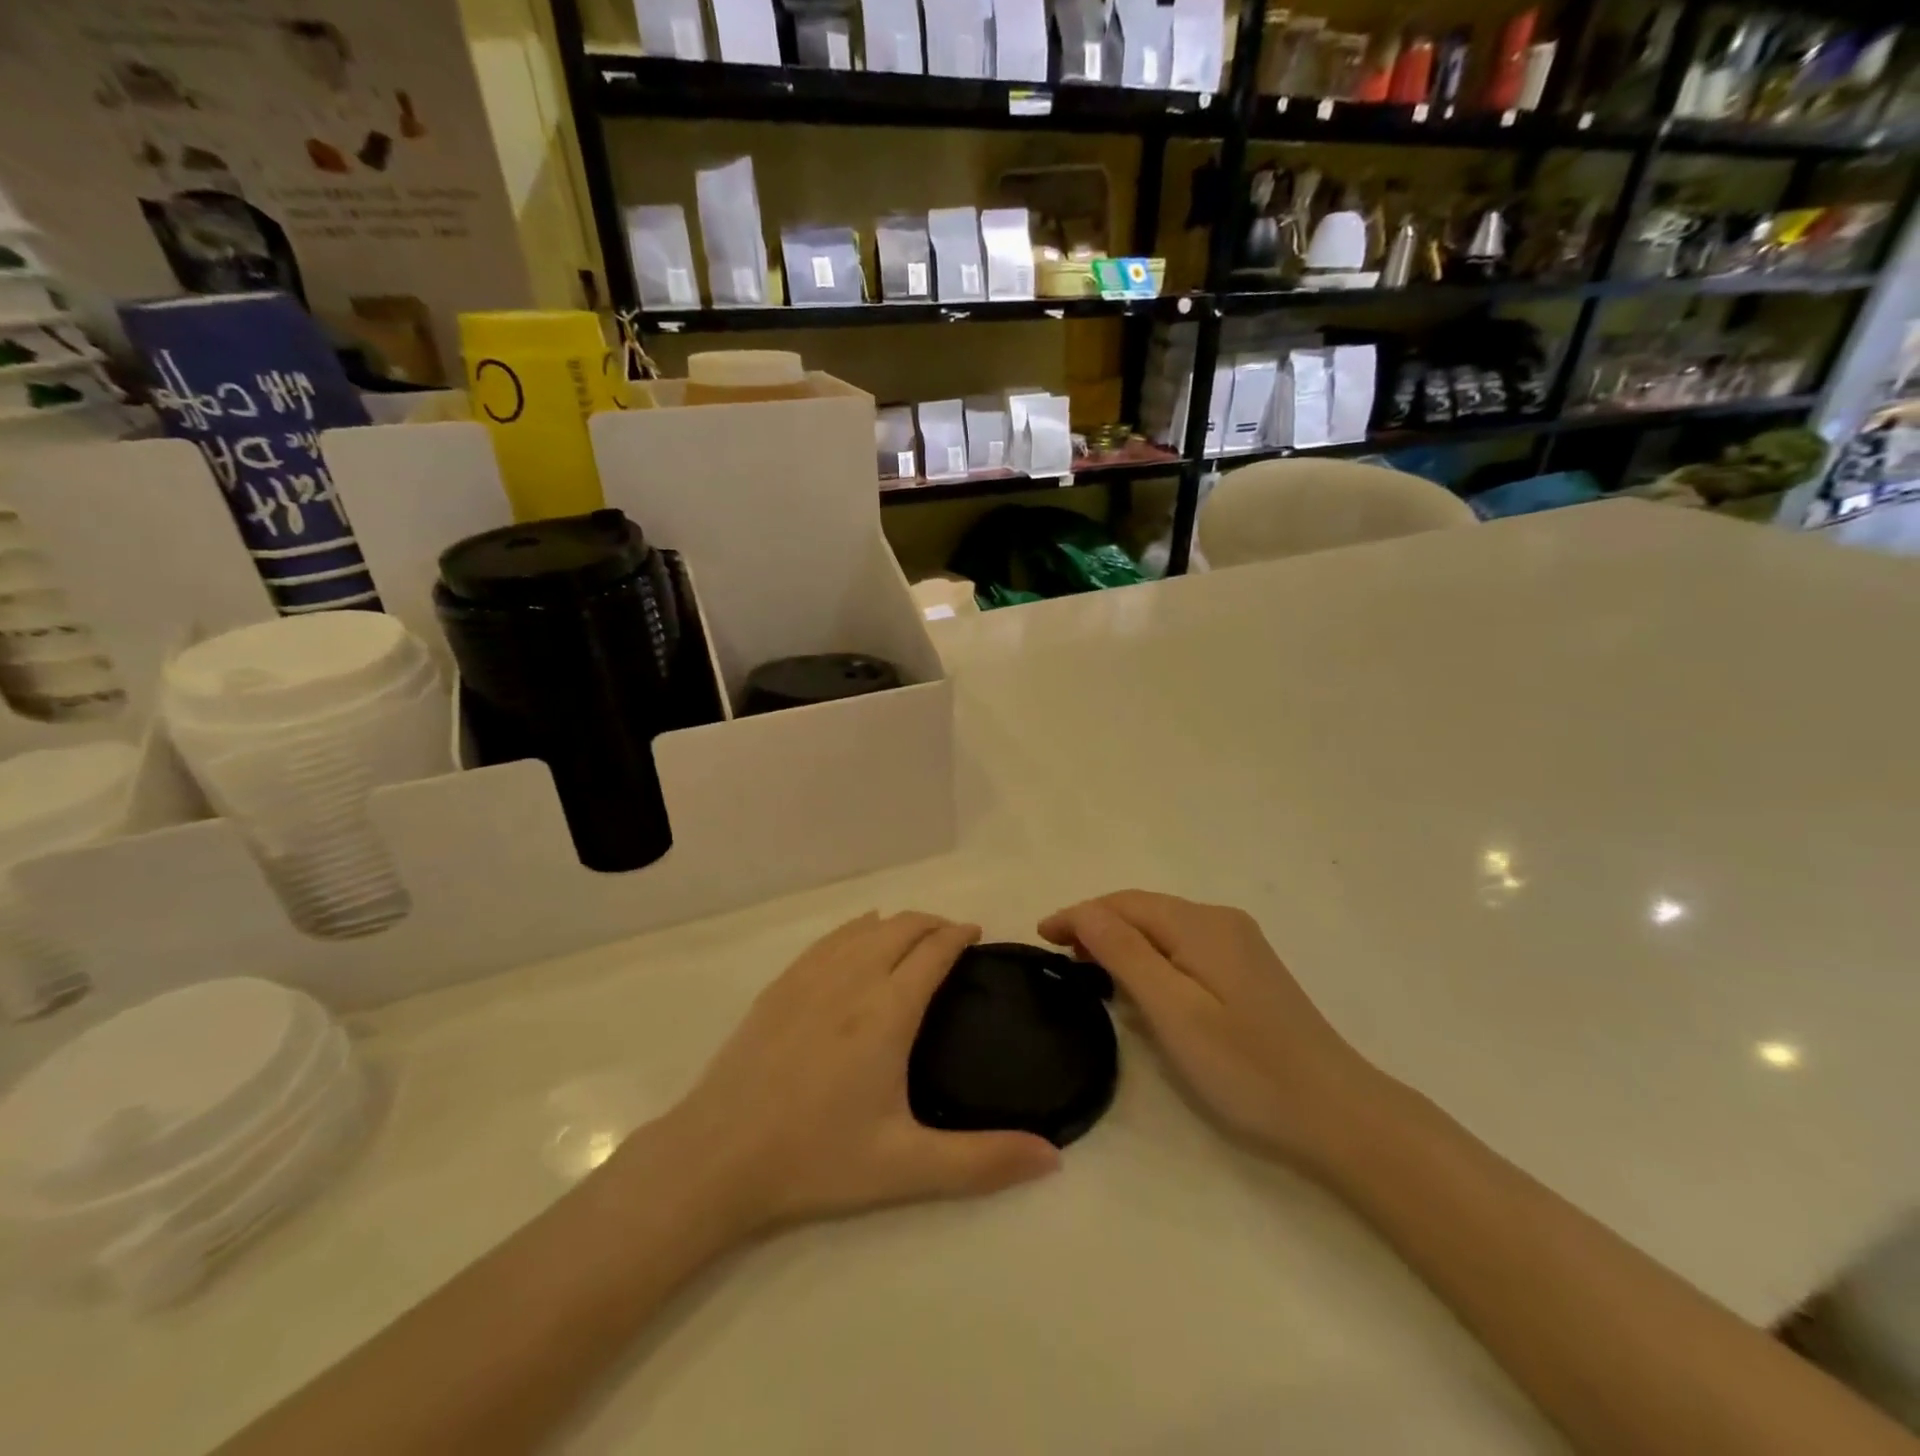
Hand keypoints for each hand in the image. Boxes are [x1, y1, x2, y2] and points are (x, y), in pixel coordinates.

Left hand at [647, 912, 1060, 1240]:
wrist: (718, 1155)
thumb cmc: (817, 1159)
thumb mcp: (907, 1167)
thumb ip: (983, 1161)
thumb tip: (1053, 1158)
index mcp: (887, 1011)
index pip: (933, 951)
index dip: (959, 935)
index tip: (977, 935)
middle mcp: (853, 978)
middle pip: (902, 926)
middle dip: (934, 923)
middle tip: (953, 939)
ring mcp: (811, 976)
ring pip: (865, 926)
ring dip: (898, 922)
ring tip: (915, 937)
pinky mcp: (781, 984)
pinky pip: (830, 937)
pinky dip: (858, 927)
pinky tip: (860, 937)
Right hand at [1039, 891, 1383, 1167]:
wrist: (1339, 1115)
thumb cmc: (1246, 1068)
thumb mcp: (1174, 1012)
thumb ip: (1125, 954)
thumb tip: (1084, 911)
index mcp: (1200, 924)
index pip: (1123, 904)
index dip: (1078, 915)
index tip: (1039, 937)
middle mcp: (1220, 921)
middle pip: (1143, 910)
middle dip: (1096, 924)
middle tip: (1058, 955)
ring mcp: (1239, 944)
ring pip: (1163, 928)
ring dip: (1122, 940)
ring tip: (1087, 967)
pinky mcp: (1248, 970)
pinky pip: (1183, 946)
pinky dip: (1150, 955)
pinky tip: (1139, 981)